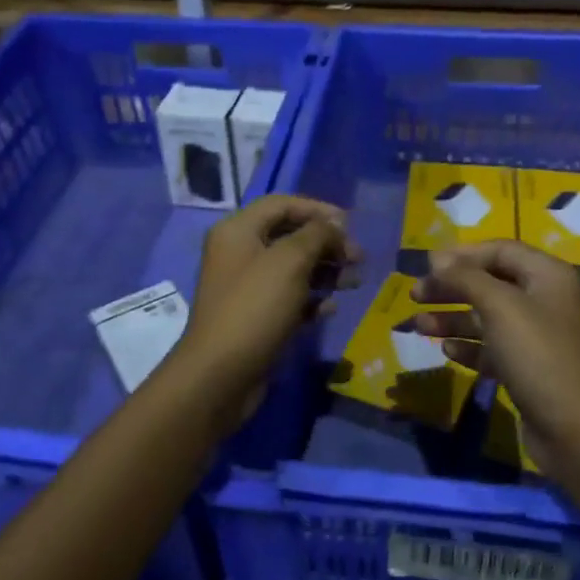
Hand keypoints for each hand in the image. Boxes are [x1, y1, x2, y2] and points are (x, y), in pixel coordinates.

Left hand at [177, 195, 358, 415]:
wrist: (221, 374)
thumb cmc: (255, 307)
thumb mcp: (290, 261)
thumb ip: (317, 235)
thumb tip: (334, 225)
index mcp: (238, 231)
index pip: (282, 204)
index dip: (317, 209)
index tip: (350, 224)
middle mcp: (240, 253)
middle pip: (290, 236)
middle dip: (326, 244)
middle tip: (357, 259)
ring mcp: (247, 287)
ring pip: (293, 268)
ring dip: (325, 271)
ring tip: (354, 282)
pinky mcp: (256, 317)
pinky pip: (289, 298)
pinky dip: (312, 299)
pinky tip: (331, 309)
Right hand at [411, 241, 579, 473]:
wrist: (576, 429)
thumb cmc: (538, 355)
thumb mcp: (500, 307)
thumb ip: (466, 278)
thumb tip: (437, 259)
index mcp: (548, 276)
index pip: (500, 250)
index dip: (462, 255)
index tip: (427, 266)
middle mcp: (545, 300)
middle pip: (490, 283)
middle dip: (451, 288)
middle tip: (415, 295)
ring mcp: (538, 337)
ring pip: (488, 318)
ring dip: (453, 319)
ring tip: (419, 326)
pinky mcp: (529, 369)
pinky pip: (493, 348)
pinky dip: (470, 346)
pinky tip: (447, 351)